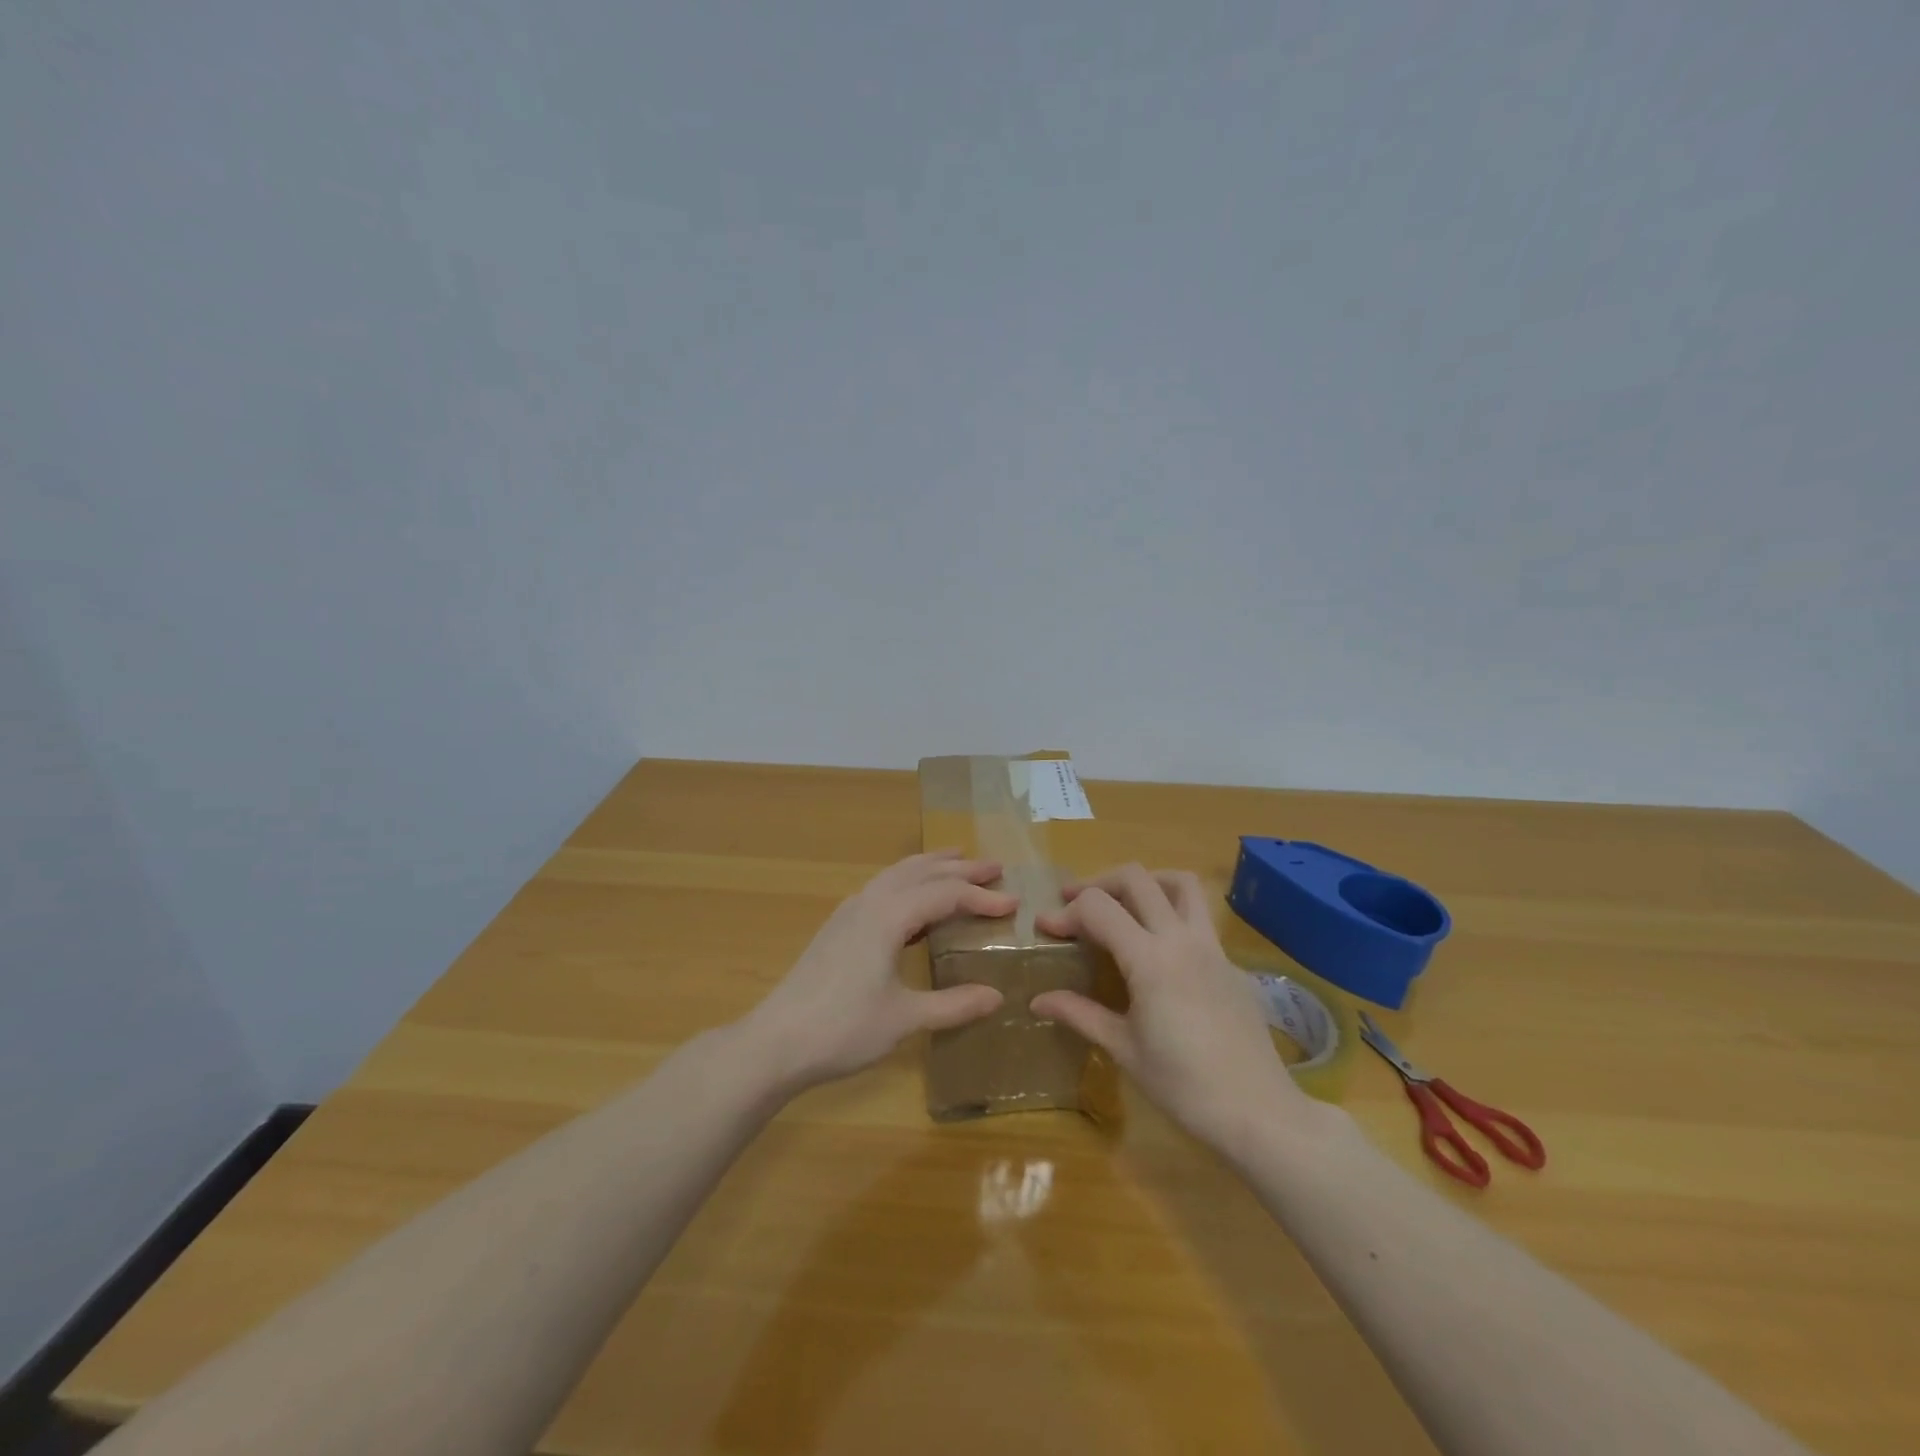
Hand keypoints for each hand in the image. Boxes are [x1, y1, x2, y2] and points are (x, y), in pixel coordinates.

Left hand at [742, 851, 1015, 1092]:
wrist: (776, 1042)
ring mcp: (848, 912)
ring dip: (930, 867)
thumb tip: (997, 997)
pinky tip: (914, 902)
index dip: (980, 896)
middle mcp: (869, 902)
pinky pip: (881, 888)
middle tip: (994, 867)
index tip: (1013, 902)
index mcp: (888, 917)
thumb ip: (953, 1005)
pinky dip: (908, 882)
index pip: (944, 894)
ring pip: (896, 875)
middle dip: (959, 867)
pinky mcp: (837, 927)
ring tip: (957, 862)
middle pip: (920, 872)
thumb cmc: (843, 1029)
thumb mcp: (905, 1019)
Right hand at [1031, 866, 1308, 1152]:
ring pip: (1180, 883)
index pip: (1098, 908)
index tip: (1045, 928)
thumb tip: (1036, 1000)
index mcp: (1150, 960)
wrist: (1258, 1112)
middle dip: (1098, 882)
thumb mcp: (1123, 1049)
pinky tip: (1158, 949)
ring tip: (1121, 904)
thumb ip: (1079, 1014)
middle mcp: (1181, 939)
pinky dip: (1170, 912)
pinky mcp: (1230, 962)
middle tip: (1073, 902)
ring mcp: (1212, 947)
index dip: (1066, 912)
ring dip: (1145, 882)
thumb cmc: (1183, 1086)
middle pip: (1136, 878)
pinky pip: (1199, 917)